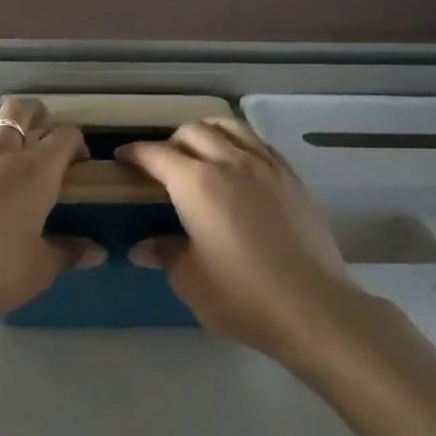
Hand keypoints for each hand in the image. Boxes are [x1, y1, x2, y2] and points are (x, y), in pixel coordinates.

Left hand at [0, 98, 101, 322]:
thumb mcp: (36, 270)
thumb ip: (67, 254)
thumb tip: (96, 251)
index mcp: (36, 170)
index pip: (65, 134)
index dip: (77, 142)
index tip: (79, 164)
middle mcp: (2, 152)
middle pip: (22, 110)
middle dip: (38, 114)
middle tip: (44, 134)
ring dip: (0, 120)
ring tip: (6, 139)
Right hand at [118, 120, 359, 355]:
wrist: (312, 307)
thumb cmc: (241, 296)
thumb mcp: (189, 280)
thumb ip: (165, 253)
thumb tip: (143, 247)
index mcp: (196, 183)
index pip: (157, 154)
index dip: (135, 153)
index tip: (122, 158)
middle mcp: (230, 162)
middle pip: (193, 131)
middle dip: (170, 141)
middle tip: (162, 164)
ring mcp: (266, 166)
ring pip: (230, 127)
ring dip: (207, 132)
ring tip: (200, 151)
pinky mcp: (292, 178)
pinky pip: (260, 144)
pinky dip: (240, 144)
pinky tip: (239, 165)